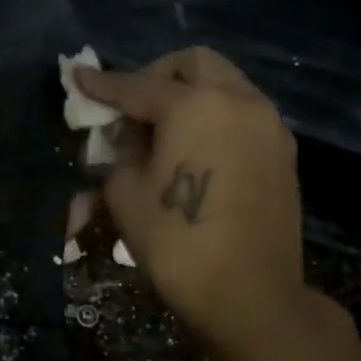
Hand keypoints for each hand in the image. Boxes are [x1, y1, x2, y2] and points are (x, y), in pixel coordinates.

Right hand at [76, 48, 305, 349]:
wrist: (249, 295)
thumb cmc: (176, 242)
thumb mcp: (124, 193)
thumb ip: (119, 152)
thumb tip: (126, 138)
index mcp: (194, 105)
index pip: (137, 85)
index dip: (102, 83)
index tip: (78, 76)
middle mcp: (238, 101)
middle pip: (194, 65)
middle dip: (156, 76)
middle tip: (131, 108)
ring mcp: (268, 125)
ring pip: (224, 86)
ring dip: (189, 95)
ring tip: (162, 133)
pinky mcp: (283, 153)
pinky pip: (242, 115)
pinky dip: (214, 117)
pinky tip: (195, 151)